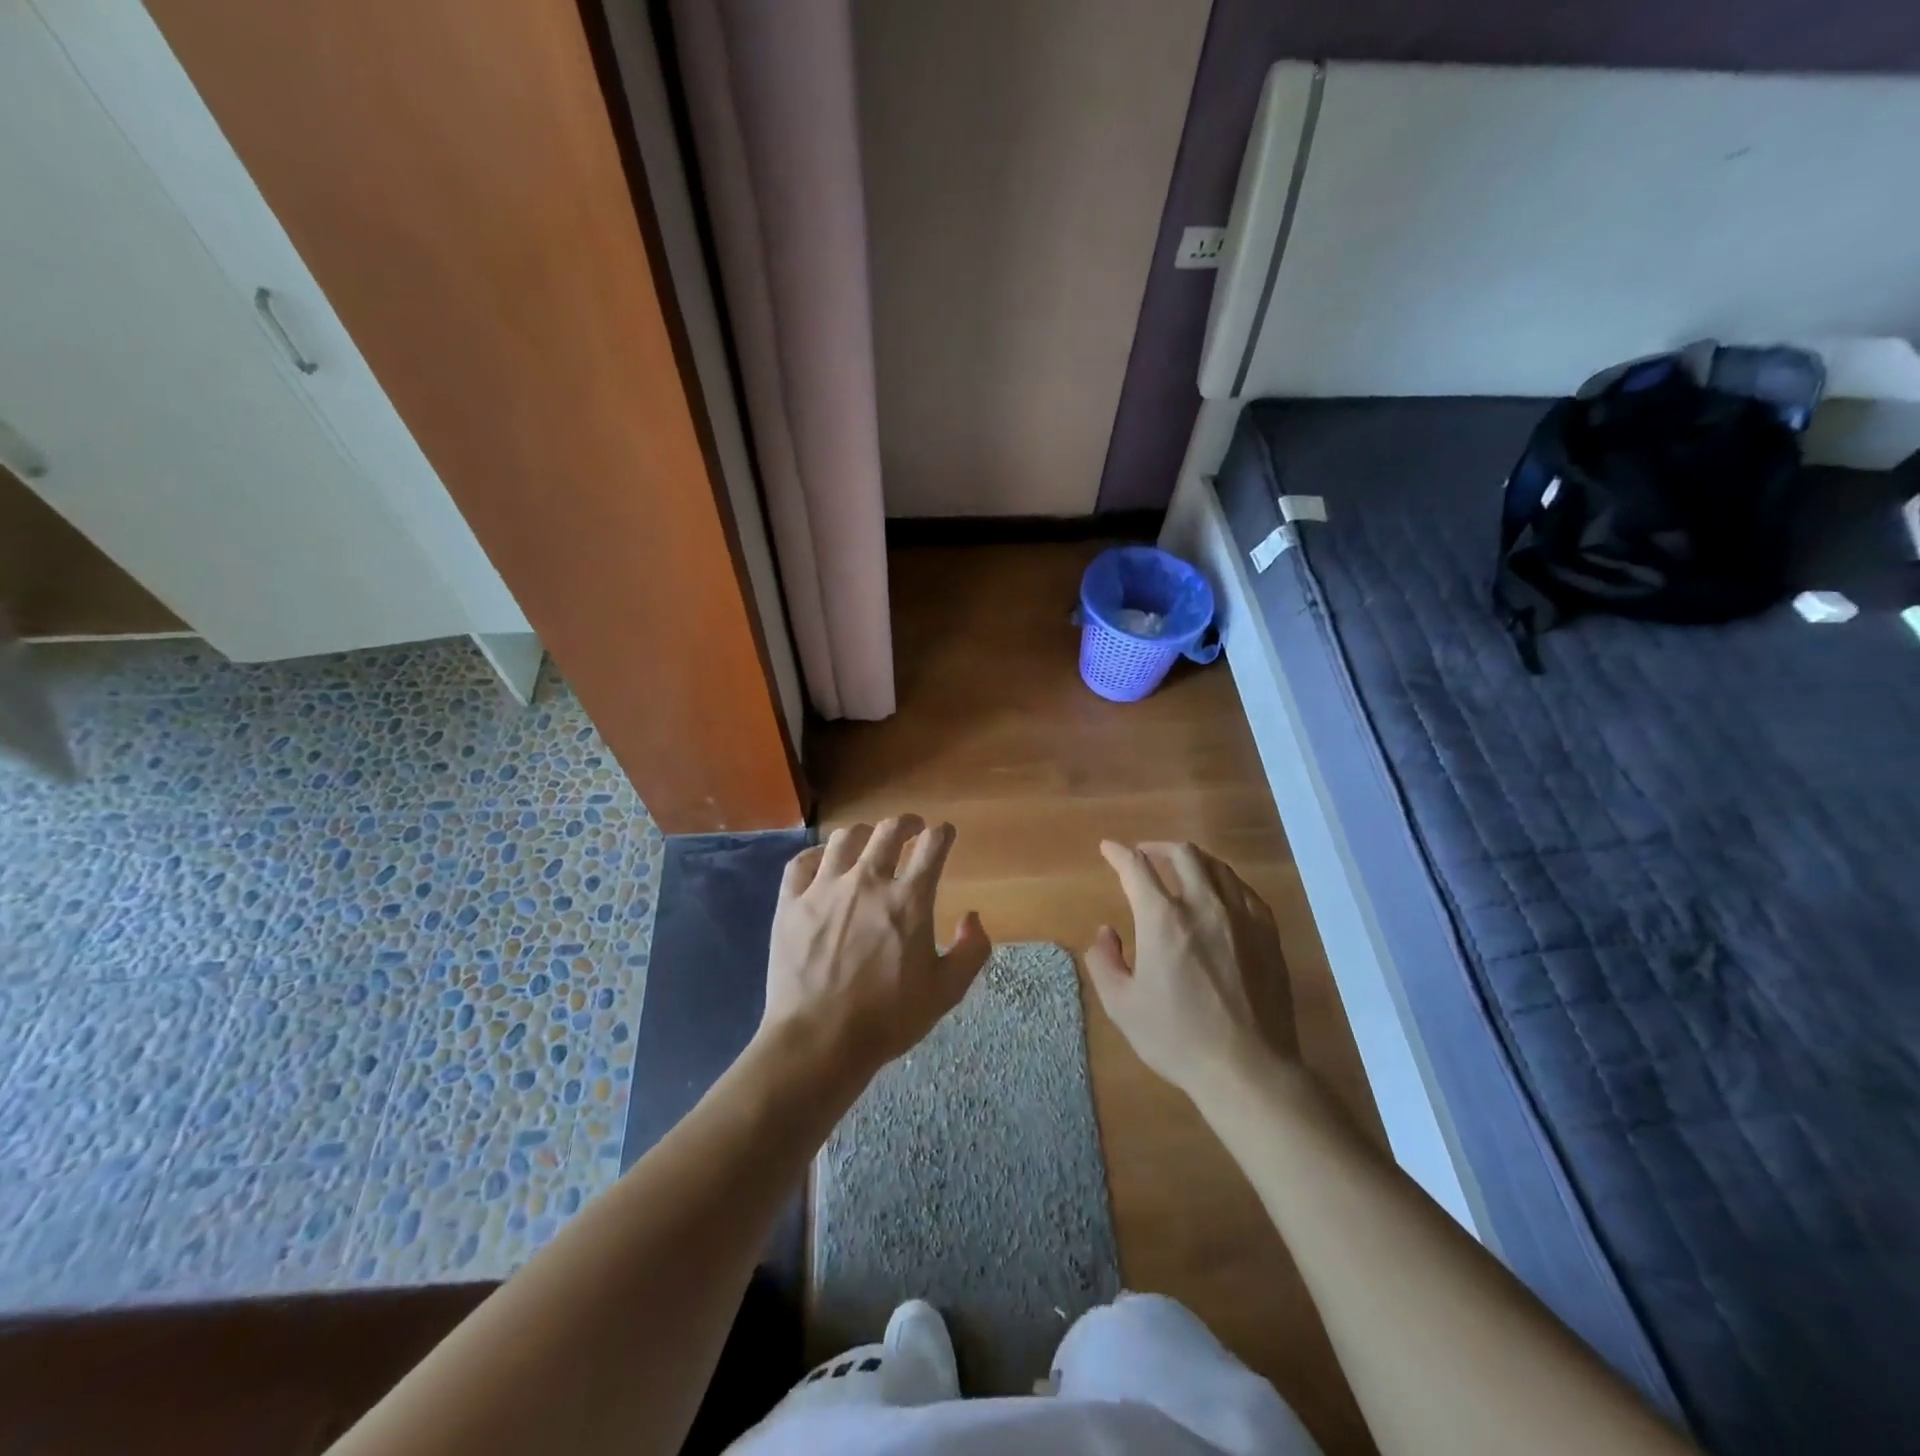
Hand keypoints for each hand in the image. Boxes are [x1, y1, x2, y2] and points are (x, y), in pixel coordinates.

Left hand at [760, 816, 992, 1079]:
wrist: (819, 1040)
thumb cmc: (888, 1018)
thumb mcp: (946, 992)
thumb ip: (971, 951)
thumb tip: (972, 917)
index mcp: (909, 899)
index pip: (932, 846)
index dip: (942, 834)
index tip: (944, 833)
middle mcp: (868, 881)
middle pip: (889, 831)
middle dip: (906, 823)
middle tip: (911, 827)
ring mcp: (825, 888)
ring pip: (845, 838)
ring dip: (864, 834)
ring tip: (868, 840)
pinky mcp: (791, 903)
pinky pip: (802, 862)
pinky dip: (817, 854)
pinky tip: (824, 861)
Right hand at [1086, 840, 1296, 1099]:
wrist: (1248, 1068)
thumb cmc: (1177, 1038)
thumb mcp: (1121, 1006)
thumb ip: (1104, 961)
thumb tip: (1106, 932)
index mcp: (1163, 918)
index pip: (1136, 867)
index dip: (1118, 853)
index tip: (1109, 848)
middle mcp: (1203, 904)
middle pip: (1181, 854)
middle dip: (1157, 847)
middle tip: (1144, 855)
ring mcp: (1241, 915)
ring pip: (1216, 866)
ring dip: (1191, 859)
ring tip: (1180, 869)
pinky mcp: (1268, 932)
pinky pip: (1243, 889)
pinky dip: (1223, 881)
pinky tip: (1219, 894)